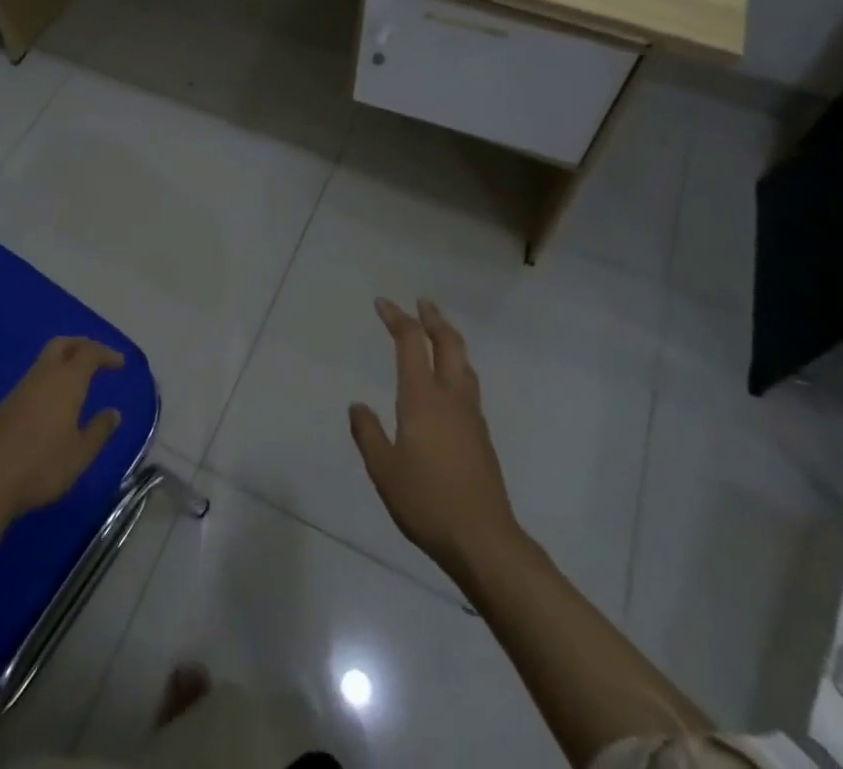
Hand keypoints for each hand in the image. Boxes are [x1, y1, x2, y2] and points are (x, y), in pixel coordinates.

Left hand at [0, 336, 125, 516]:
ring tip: (79, 383)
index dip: (106, 354)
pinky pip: (35, 379)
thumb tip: (114, 413)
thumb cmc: (41, 466)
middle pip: (63, 344)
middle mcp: (43, 376)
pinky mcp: (6, 405)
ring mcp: (21, 389)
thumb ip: (99, 431)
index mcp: (66, 381)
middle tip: (98, 360)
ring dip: (64, 362)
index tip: (120, 364)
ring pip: (46, 360)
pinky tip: (54, 404)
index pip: (89, 352)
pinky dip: (50, 379)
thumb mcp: (80, 454)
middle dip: (82, 346)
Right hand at [349, 298, 519, 569]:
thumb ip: (368, 433)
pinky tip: (450, 383)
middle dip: (434, 319)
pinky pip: (468, 386)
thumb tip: (358, 406)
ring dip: (450, 340)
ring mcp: (471, 417)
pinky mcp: (482, 437)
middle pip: (448, 344)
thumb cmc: (427, 501)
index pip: (411, 343)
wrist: (483, 540)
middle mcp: (451, 398)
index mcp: (423, 398)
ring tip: (439, 334)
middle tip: (422, 302)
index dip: (397, 318)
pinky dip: (457, 367)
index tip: (383, 303)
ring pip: (464, 364)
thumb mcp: (383, 469)